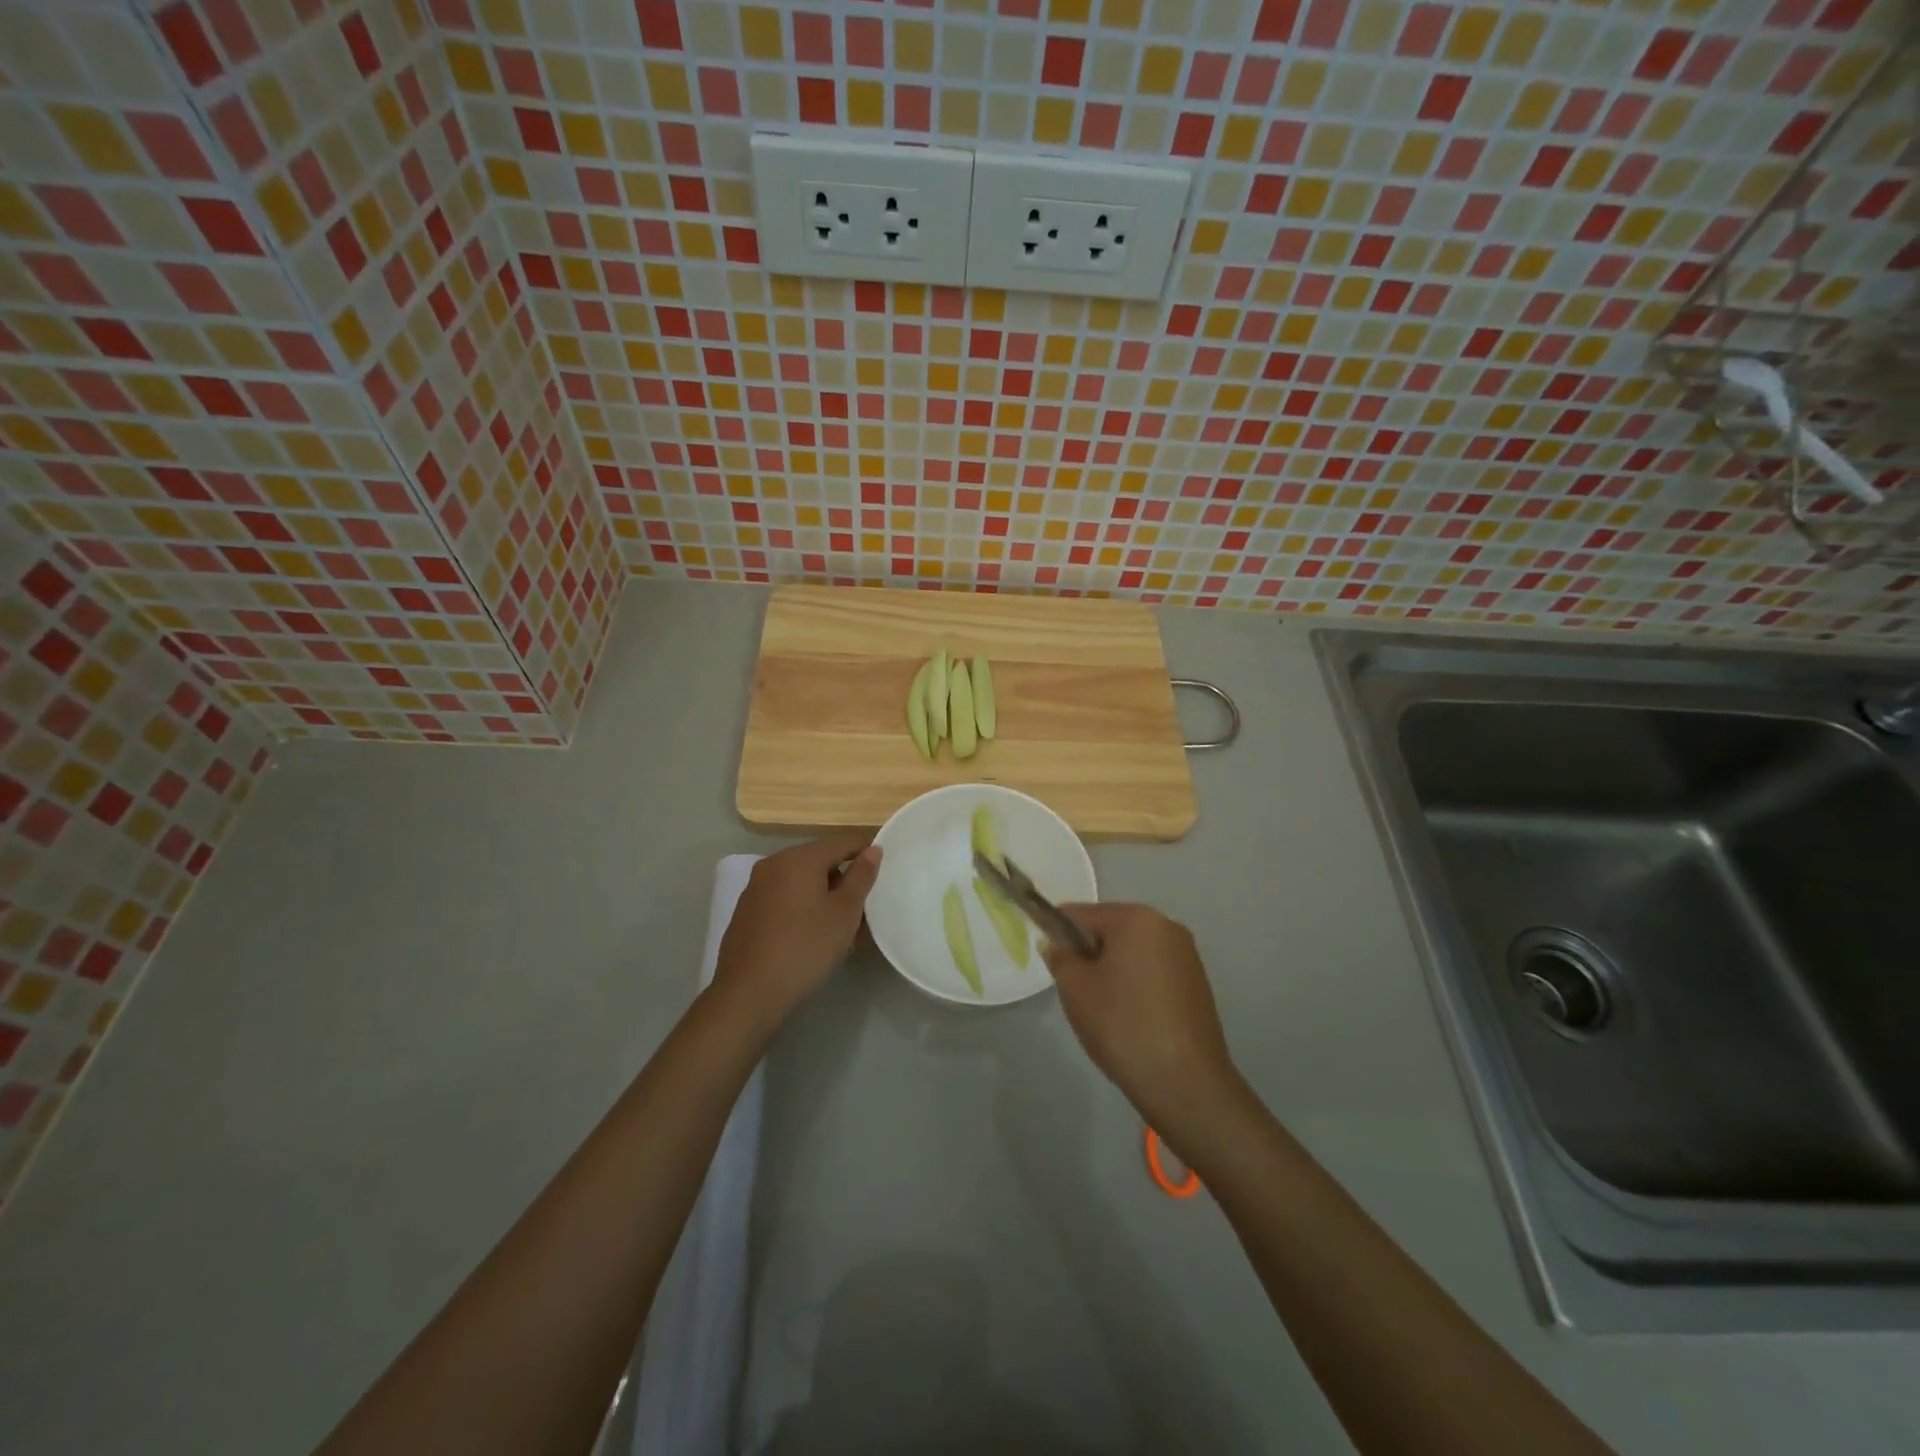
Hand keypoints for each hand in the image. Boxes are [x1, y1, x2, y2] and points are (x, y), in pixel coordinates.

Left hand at [712, 833, 881, 1028]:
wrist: (749, 993)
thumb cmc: (805, 947)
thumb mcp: (844, 913)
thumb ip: (861, 877)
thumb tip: (872, 850)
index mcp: (799, 858)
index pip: (841, 843)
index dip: (865, 852)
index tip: (883, 870)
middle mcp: (773, 864)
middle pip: (818, 861)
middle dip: (843, 878)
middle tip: (863, 907)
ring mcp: (755, 888)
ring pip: (800, 881)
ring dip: (823, 895)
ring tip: (840, 926)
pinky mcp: (746, 912)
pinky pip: (783, 898)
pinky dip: (801, 907)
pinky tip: (810, 935)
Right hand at [1043, 903, 1239, 1138]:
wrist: (1185, 1083)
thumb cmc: (1123, 1025)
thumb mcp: (1075, 989)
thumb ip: (1060, 957)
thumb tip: (1057, 943)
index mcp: (1137, 918)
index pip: (1082, 914)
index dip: (1058, 932)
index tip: (1049, 960)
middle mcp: (1167, 926)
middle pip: (1111, 929)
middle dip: (1089, 953)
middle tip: (1075, 990)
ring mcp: (1187, 955)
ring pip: (1133, 952)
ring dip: (1112, 970)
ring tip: (1103, 1009)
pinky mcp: (1197, 983)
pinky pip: (1153, 971)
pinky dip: (1136, 985)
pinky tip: (1130, 1018)